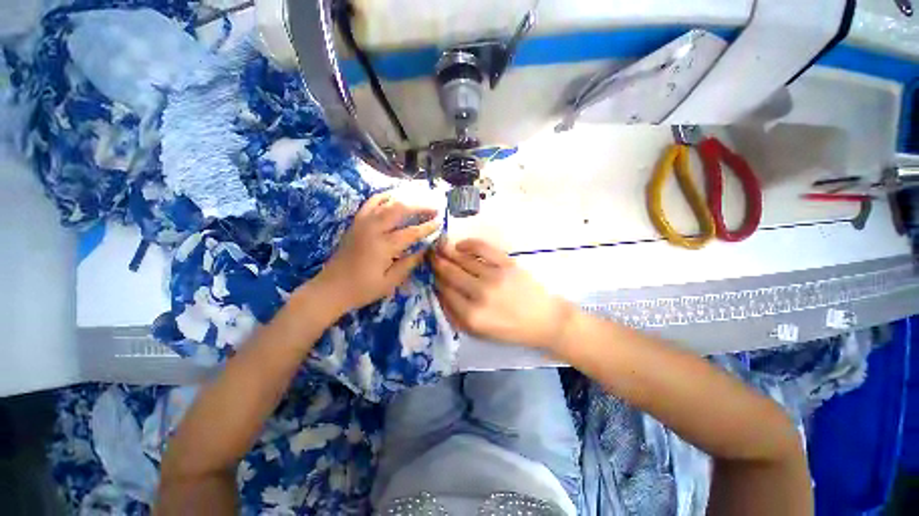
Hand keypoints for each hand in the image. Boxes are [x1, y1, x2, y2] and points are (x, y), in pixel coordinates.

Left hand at [313, 193, 440, 315]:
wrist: (330, 288)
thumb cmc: (362, 289)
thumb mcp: (390, 282)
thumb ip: (409, 263)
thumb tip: (425, 249)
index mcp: (383, 246)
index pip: (411, 232)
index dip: (428, 226)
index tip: (440, 222)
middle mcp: (373, 229)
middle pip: (400, 209)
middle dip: (419, 206)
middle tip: (434, 208)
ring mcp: (362, 223)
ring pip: (386, 202)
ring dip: (405, 199)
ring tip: (419, 200)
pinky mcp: (356, 222)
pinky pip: (371, 203)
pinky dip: (384, 197)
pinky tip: (394, 198)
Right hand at [431, 238, 574, 349]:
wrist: (544, 320)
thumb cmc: (511, 330)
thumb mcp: (480, 333)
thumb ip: (457, 315)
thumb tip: (440, 293)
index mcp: (472, 316)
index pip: (444, 292)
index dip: (435, 280)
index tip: (430, 273)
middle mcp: (480, 294)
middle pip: (451, 273)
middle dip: (437, 263)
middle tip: (428, 255)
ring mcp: (494, 276)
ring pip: (463, 260)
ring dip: (448, 252)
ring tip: (439, 247)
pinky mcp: (507, 264)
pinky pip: (482, 248)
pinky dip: (468, 244)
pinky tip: (460, 245)